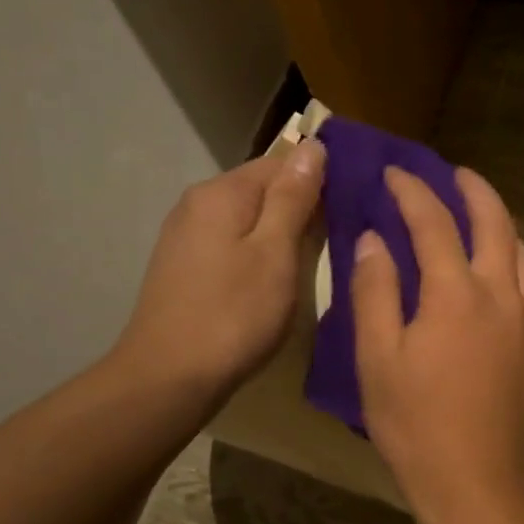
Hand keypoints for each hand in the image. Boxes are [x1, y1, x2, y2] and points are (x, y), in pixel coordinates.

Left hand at [109, 139, 324, 396]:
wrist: (169, 377)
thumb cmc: (234, 314)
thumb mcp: (276, 253)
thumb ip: (294, 199)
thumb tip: (313, 147)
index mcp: (222, 192)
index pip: (283, 162)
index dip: (321, 180)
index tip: (353, 207)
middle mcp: (198, 203)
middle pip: (263, 189)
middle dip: (301, 207)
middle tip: (341, 238)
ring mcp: (186, 236)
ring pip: (248, 219)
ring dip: (282, 232)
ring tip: (314, 260)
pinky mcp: (184, 266)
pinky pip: (233, 243)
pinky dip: (259, 252)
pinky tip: (274, 278)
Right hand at [352, 166, 523, 523]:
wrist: (477, 481)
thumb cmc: (415, 423)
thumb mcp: (377, 358)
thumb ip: (374, 291)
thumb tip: (374, 240)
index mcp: (457, 294)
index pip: (434, 222)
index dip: (412, 191)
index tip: (394, 173)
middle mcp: (504, 296)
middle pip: (496, 224)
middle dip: (474, 190)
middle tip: (455, 174)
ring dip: (503, 229)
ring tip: (484, 223)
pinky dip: (518, 272)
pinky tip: (505, 286)